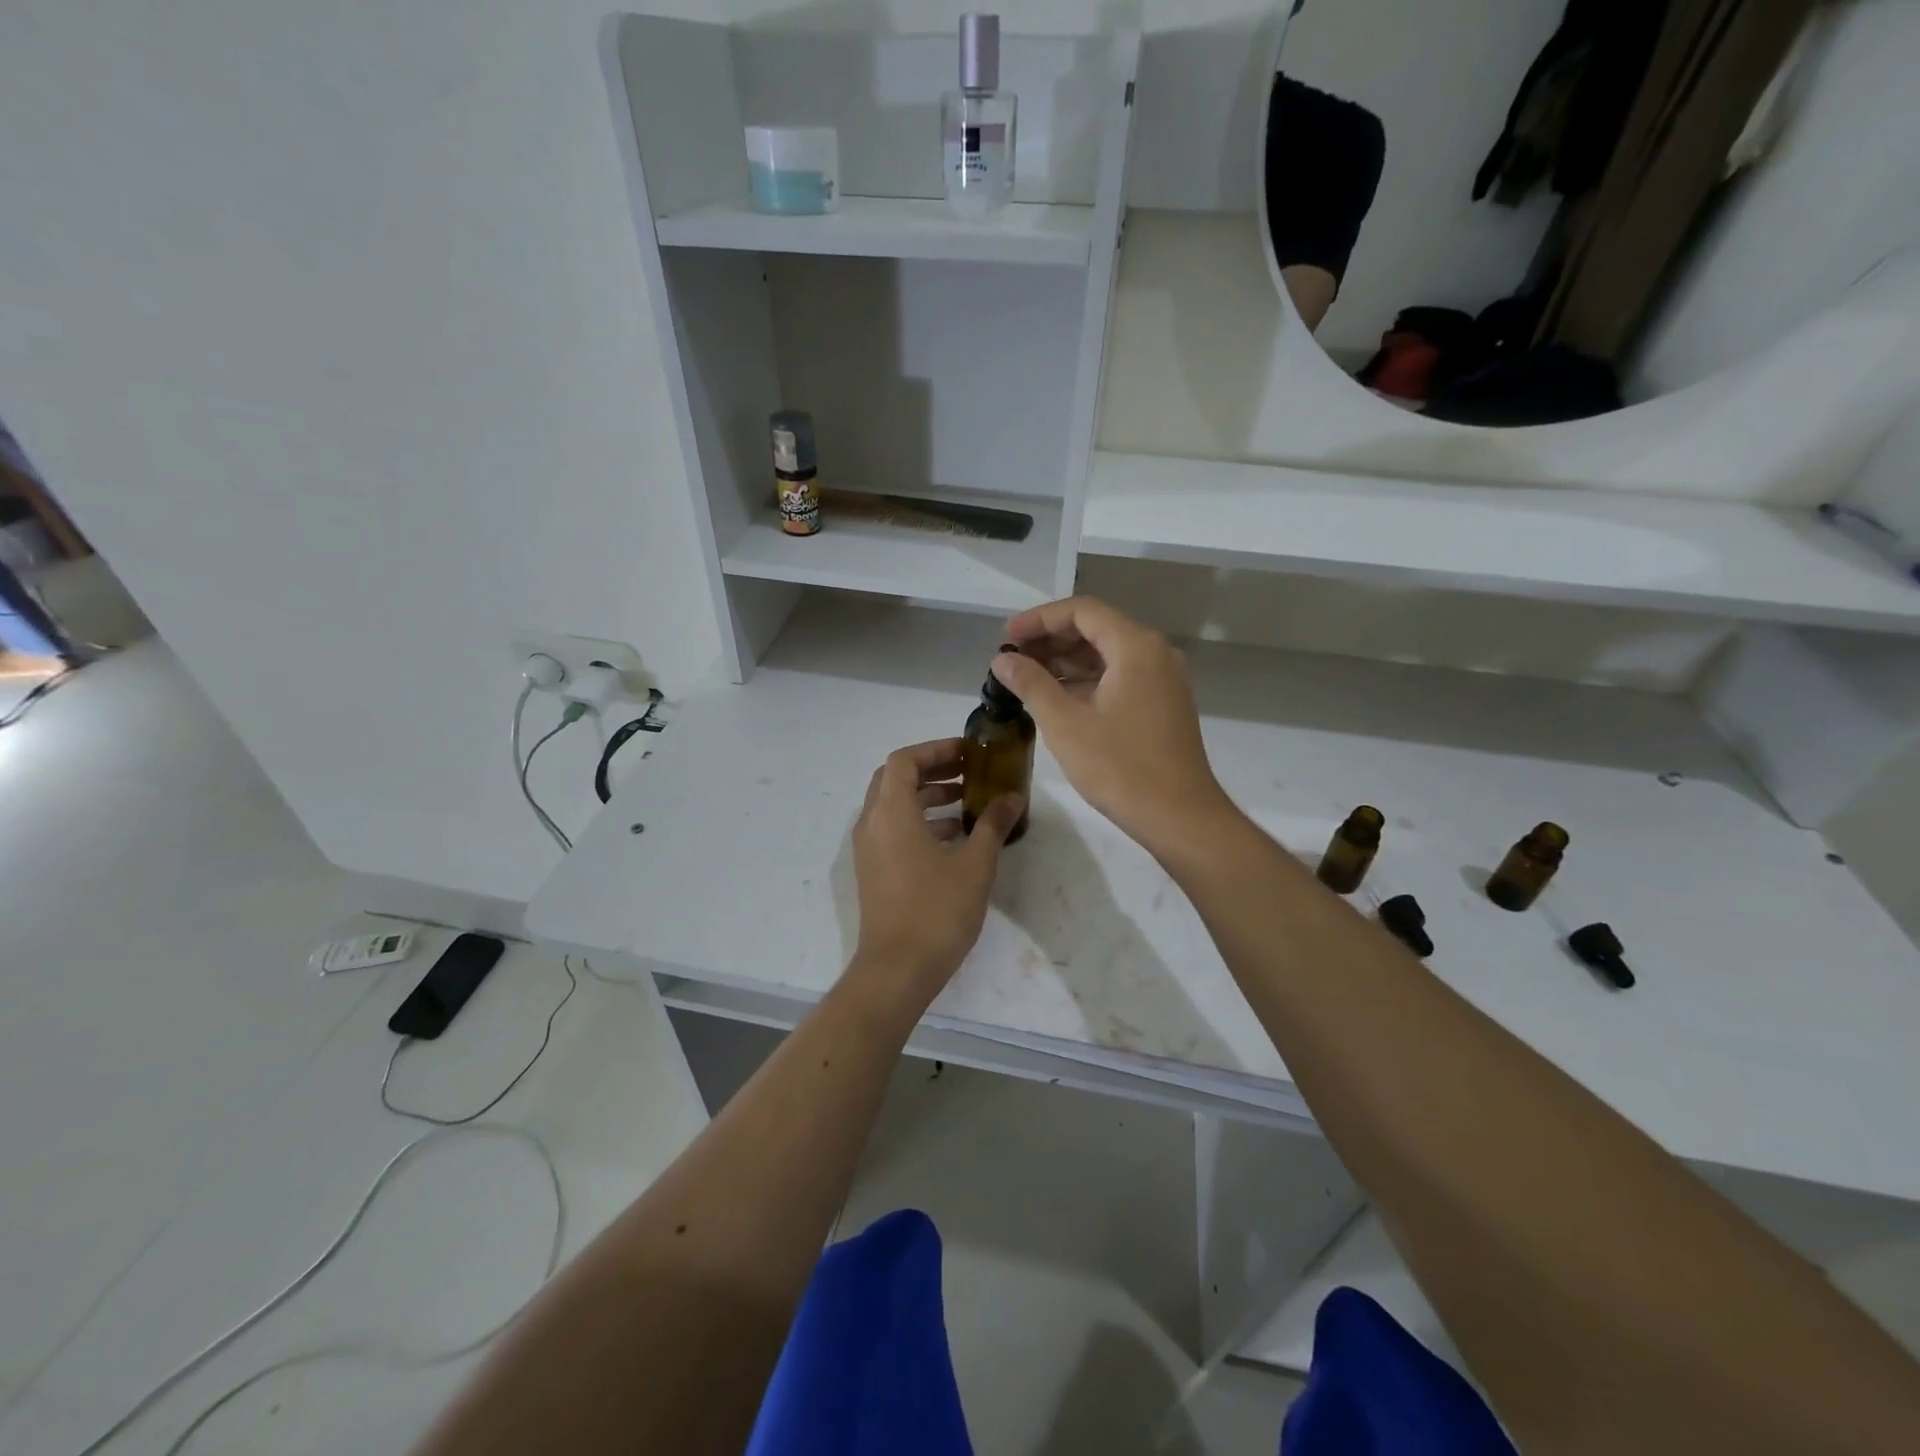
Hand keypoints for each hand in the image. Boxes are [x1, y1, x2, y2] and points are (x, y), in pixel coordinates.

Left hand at [849, 739, 1023, 1002]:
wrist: (897, 969)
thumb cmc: (937, 910)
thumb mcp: (975, 864)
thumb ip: (993, 824)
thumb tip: (1012, 797)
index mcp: (891, 812)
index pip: (904, 760)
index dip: (936, 750)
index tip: (968, 754)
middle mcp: (871, 823)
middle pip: (895, 779)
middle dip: (933, 770)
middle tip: (969, 773)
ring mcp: (868, 849)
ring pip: (894, 806)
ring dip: (928, 797)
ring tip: (968, 804)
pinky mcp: (873, 871)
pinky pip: (893, 830)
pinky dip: (920, 822)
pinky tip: (955, 839)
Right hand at [992, 597, 1230, 855]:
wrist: (1180, 817)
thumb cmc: (1120, 768)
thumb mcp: (1065, 724)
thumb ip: (1031, 684)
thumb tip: (1003, 661)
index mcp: (1135, 647)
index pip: (1082, 611)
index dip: (1040, 619)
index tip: (1006, 639)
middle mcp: (1155, 653)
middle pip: (1097, 628)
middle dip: (1051, 640)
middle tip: (1012, 659)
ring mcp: (1163, 679)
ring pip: (1108, 654)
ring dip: (1067, 662)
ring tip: (1026, 678)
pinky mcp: (1163, 703)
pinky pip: (1120, 676)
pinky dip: (1087, 681)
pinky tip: (1057, 699)